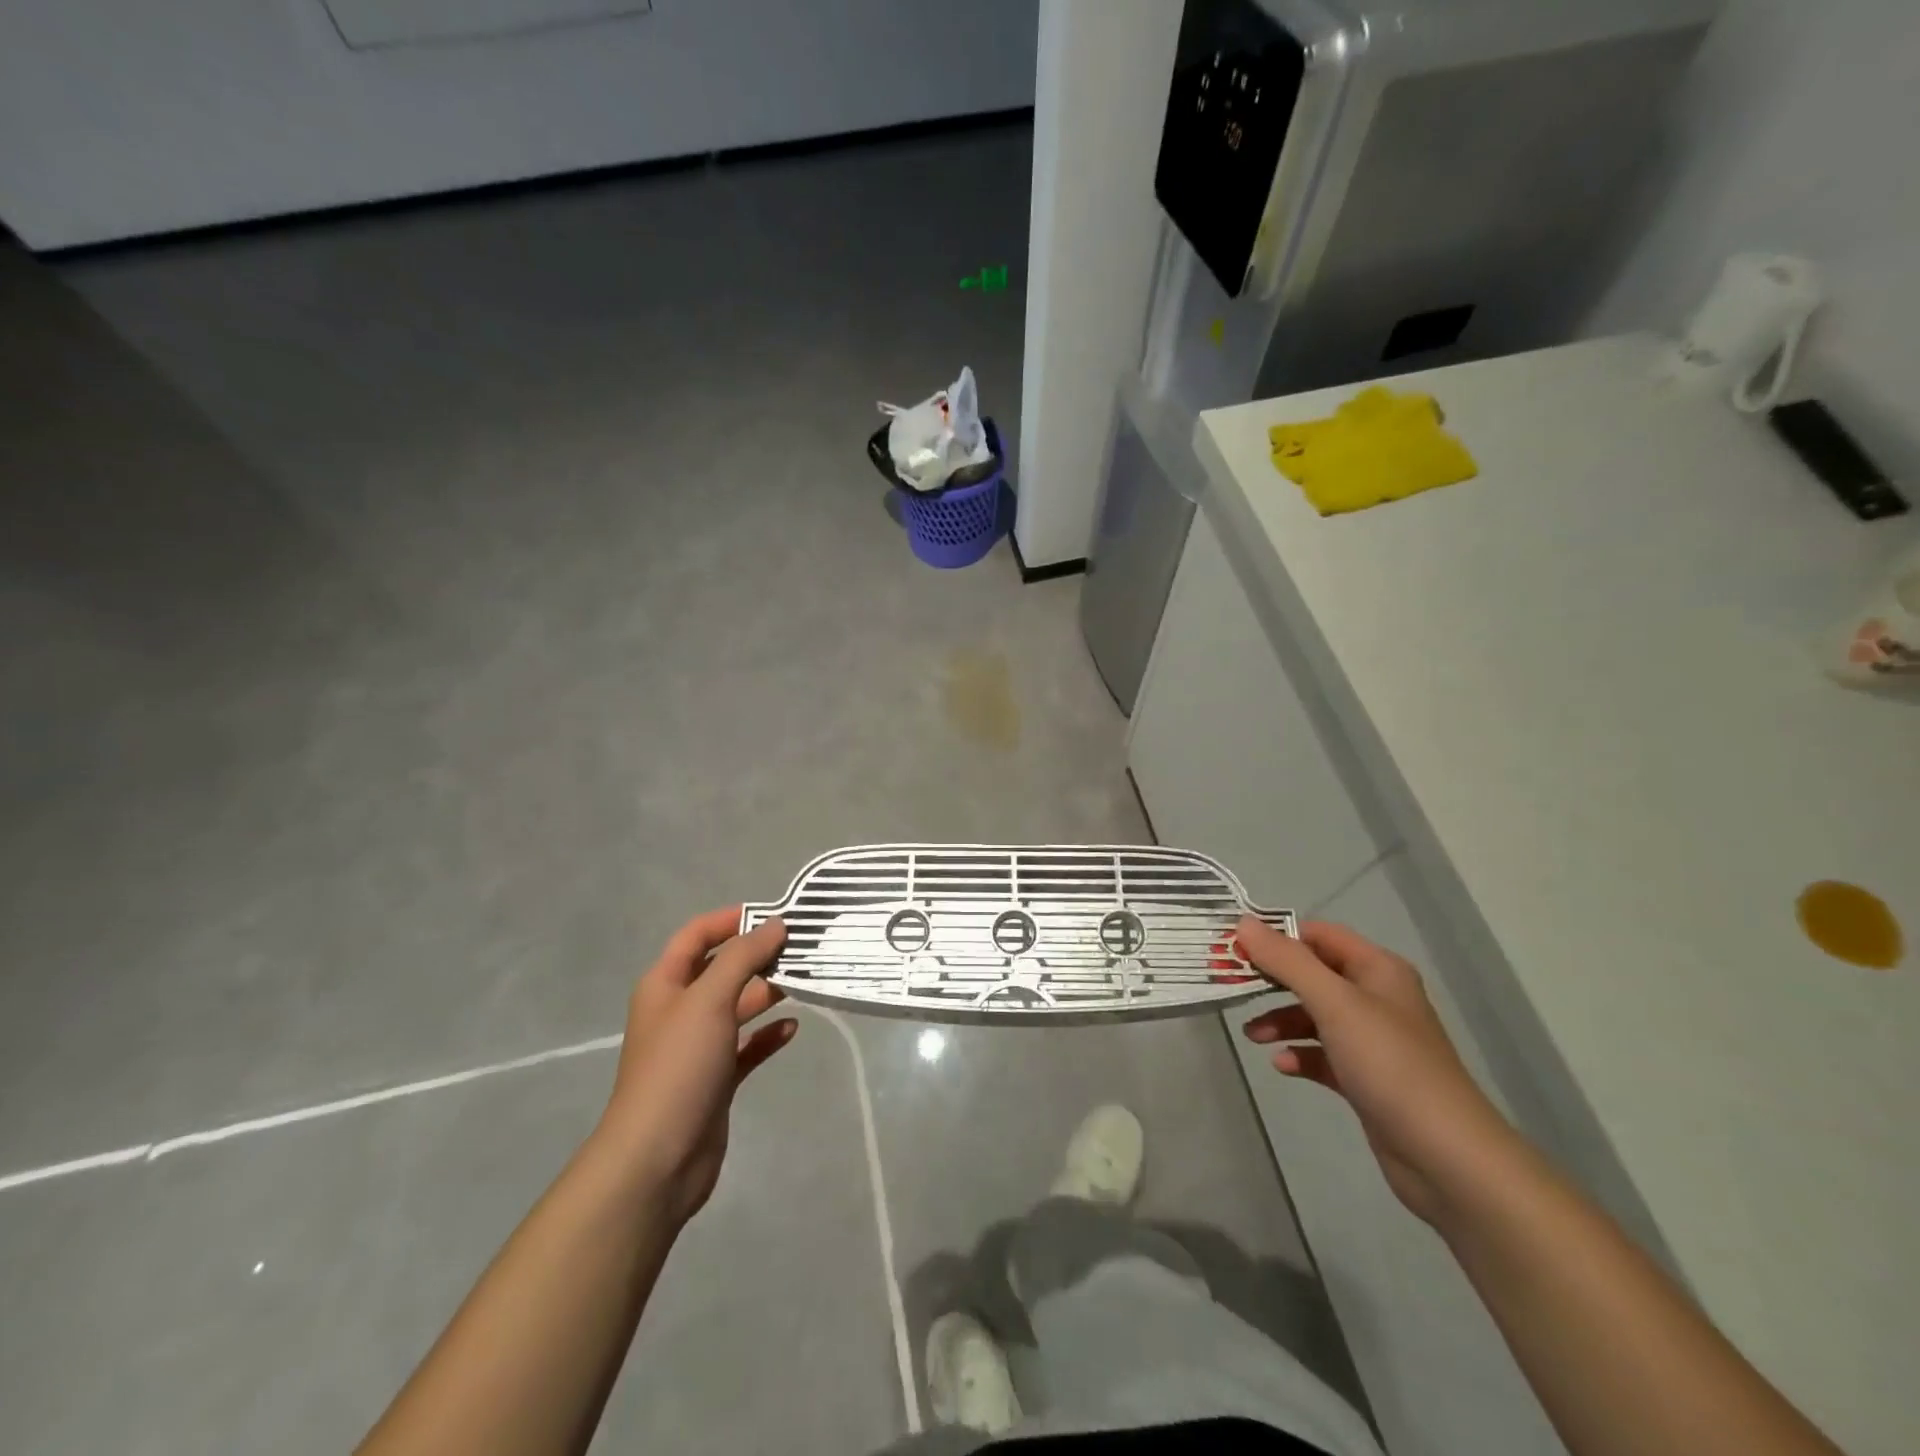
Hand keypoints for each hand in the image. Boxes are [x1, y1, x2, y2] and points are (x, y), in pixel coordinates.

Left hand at [595, 908, 796, 1225]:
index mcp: (665, 984)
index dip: (731, 919)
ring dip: (767, 992)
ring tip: (804, 980)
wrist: (657, 1159)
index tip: (774, 914)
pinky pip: (747, 1046)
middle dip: (757, 956)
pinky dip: (768, 1035)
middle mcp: (680, 1010)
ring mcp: (698, 1047)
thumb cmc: (679, 1066)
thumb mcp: (710, 999)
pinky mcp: (716, 1079)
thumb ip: (743, 957)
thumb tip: (775, 924)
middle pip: (721, 969)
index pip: (696, 935)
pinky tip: (794, 1027)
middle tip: (801, 948)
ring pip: (737, 1006)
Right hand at [1237, 918, 1515, 1225]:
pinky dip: (1300, 1054)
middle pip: (1313, 975)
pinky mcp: (1367, 1078)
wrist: (1447, 1157)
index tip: (1235, 949)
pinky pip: (1323, 1054)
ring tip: (1252, 1036)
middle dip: (1272, 980)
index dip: (1277, 938)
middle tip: (1232, 986)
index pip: (1318, 935)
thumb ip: (1286, 961)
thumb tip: (1243, 923)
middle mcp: (1377, 998)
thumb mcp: (1333, 1003)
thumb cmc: (1389, 1064)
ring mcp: (1373, 1040)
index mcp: (1377, 970)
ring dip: (1280, 1020)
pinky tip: (1282, 1065)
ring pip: (1314, 1015)